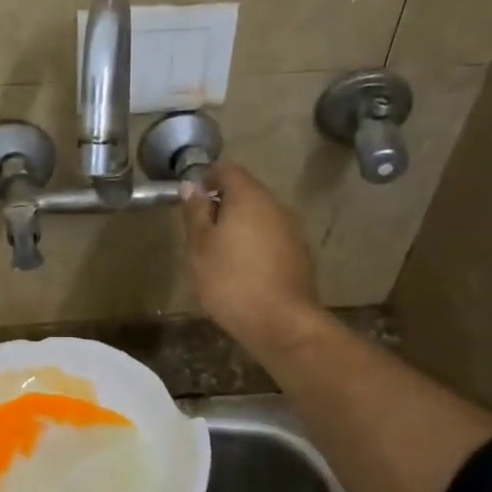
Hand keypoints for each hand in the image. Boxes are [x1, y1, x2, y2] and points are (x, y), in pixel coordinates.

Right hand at [181, 161, 322, 358]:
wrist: (281, 322)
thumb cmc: (230, 280)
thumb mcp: (200, 246)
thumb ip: (195, 212)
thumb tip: (192, 185)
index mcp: (249, 196)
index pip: (227, 169)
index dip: (206, 178)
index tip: (191, 200)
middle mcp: (276, 205)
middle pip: (246, 192)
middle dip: (222, 204)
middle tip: (200, 232)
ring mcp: (292, 229)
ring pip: (260, 216)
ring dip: (239, 226)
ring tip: (219, 254)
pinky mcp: (300, 254)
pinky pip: (271, 237)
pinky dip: (255, 244)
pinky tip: (242, 270)